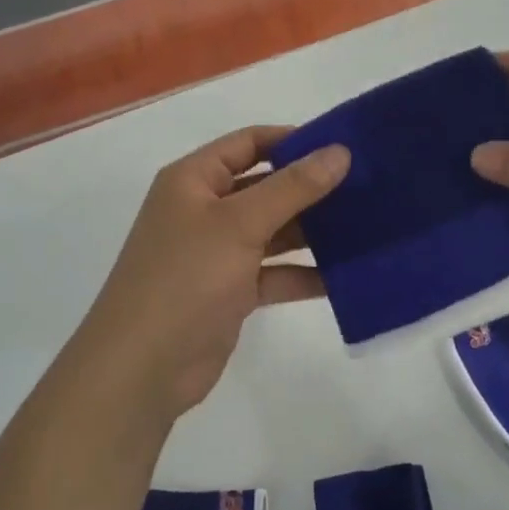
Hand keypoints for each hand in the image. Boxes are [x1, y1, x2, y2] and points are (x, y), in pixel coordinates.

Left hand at [71, 126, 349, 418]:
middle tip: (366, 187)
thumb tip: (339, 151)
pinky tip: (344, 276)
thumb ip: (293, 187)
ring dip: (312, 232)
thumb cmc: (185, 278)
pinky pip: (273, 273)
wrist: (142, 368)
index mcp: (194, 180)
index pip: (248, 143)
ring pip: (273, 231)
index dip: (292, 140)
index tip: (341, 147)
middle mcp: (204, 210)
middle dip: (310, 188)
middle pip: (265, 186)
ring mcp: (217, 253)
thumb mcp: (240, 224)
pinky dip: (303, 273)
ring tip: (366, 228)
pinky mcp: (230, 292)